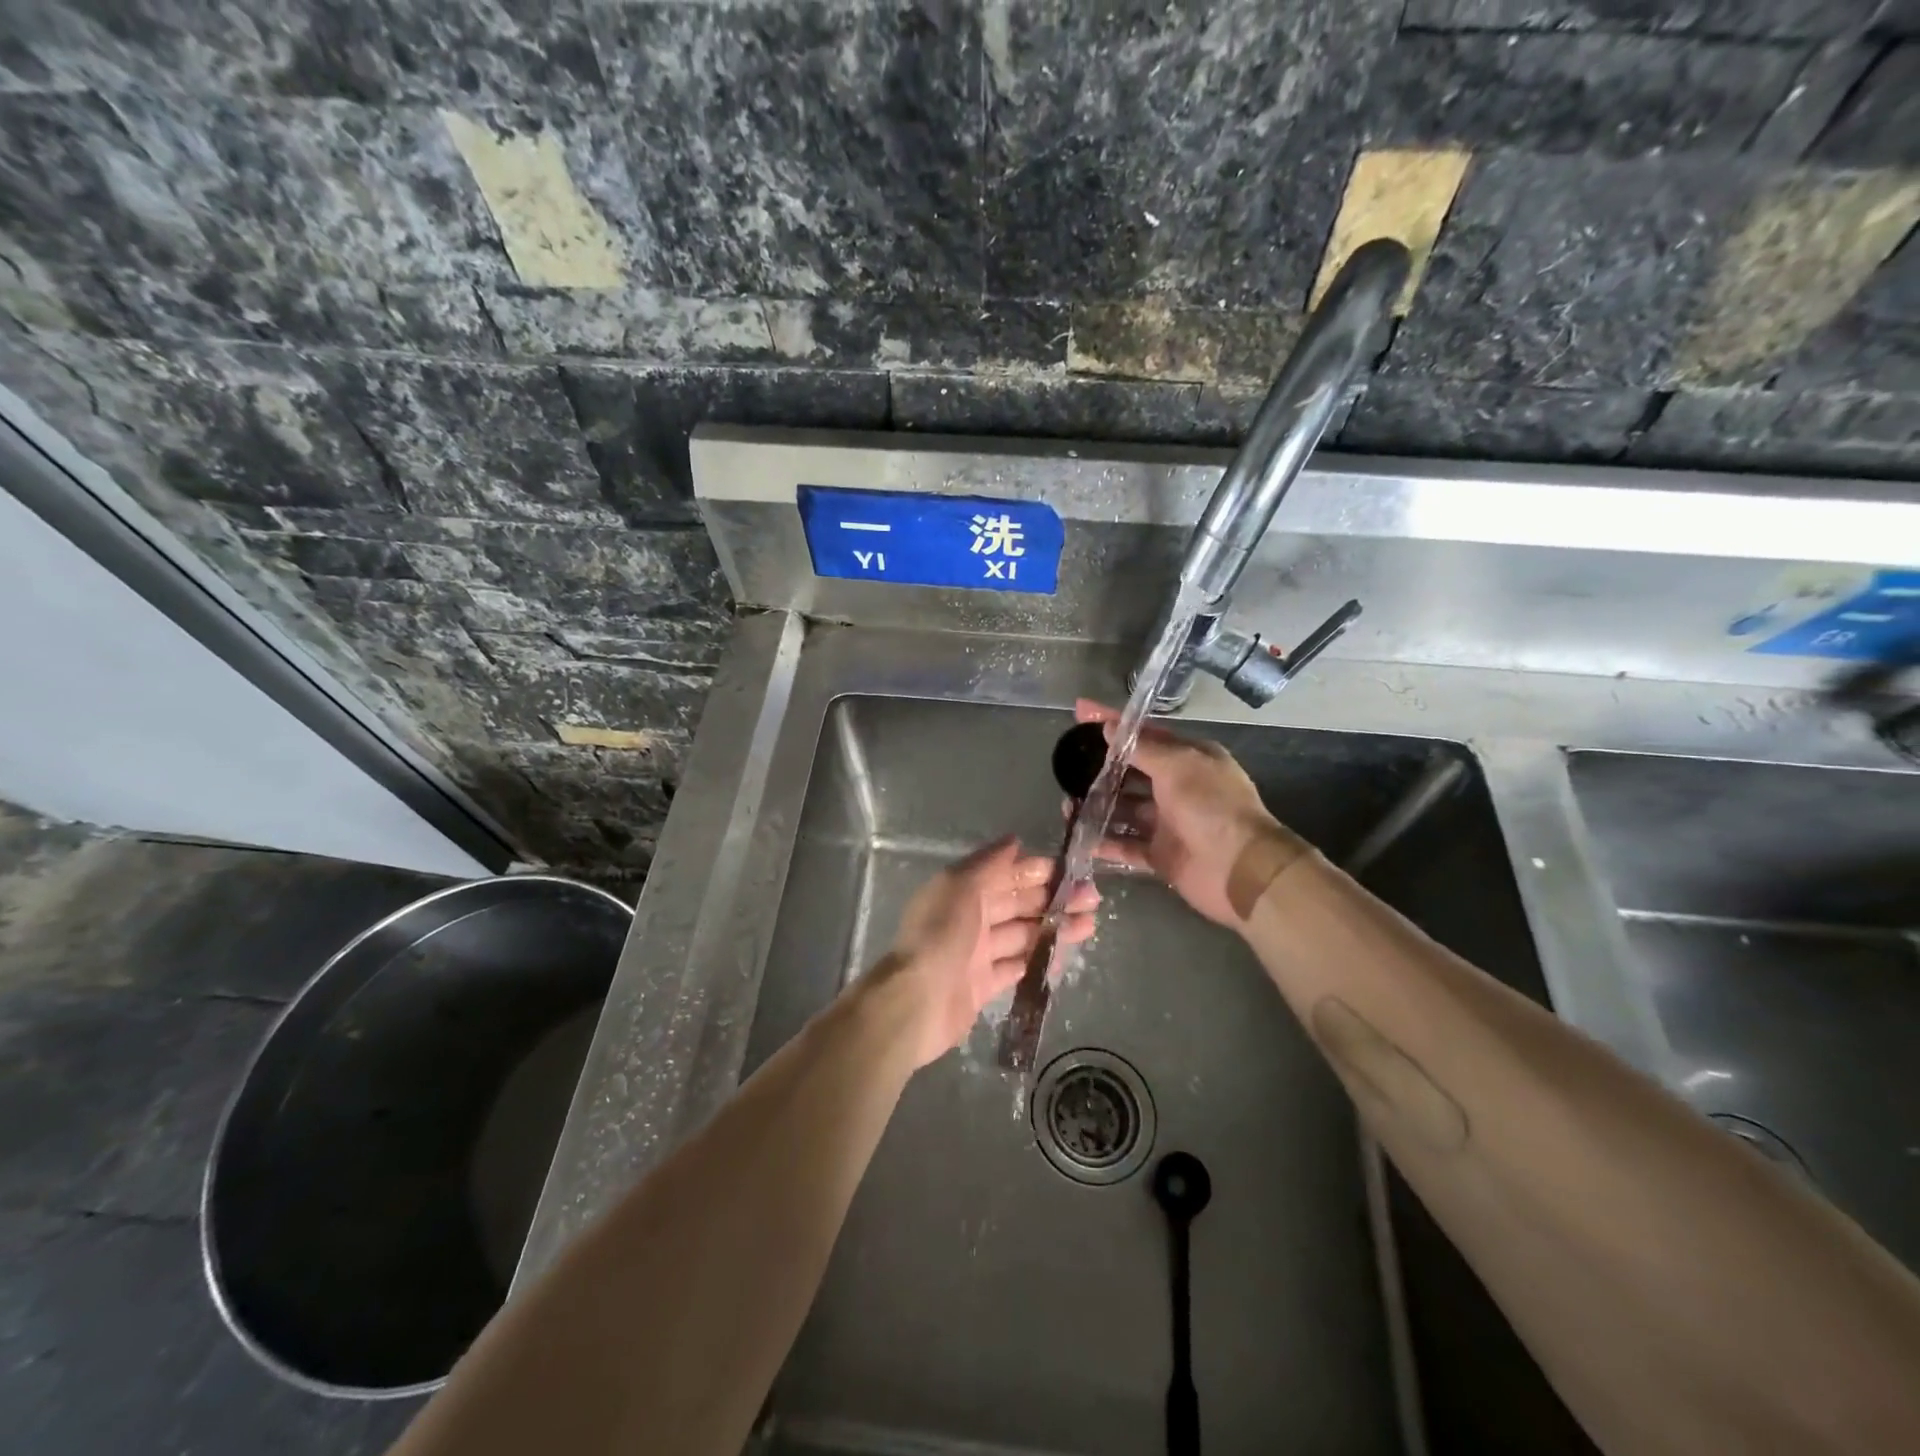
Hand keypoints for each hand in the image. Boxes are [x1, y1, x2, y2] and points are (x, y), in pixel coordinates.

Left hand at [874, 837, 1097, 1068]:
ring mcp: (976, 953)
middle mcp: (969, 918)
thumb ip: (989, 863)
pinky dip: (1037, 960)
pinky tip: (1063, 955)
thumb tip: (1015, 841)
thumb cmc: (942, 935)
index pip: (1006, 875)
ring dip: (1053, 928)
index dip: (1037, 871)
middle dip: (1054, 899)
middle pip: (1017, 904)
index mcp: (962, 890)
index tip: (1072, 871)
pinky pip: (1015, 967)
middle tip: (1092, 899)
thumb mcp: (962, 885)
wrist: (917, 1001)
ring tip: (1089, 925)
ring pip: (1021, 935)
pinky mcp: (982, 986)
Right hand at [1074, 700, 1307, 925]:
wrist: (1240, 870)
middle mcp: (1178, 788)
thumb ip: (1141, 748)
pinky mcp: (1160, 855)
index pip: (1144, 734)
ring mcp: (1168, 823)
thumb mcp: (1178, 766)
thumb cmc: (1212, 807)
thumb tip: (1109, 727)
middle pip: (1131, 773)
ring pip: (1124, 810)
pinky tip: (1080, 838)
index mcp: (1189, 759)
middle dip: (1100, 770)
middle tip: (1065, 768)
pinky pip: (1126, 845)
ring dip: (1098, 807)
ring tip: (1067, 805)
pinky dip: (1105, 842)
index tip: (1080, 711)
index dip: (1112, 722)